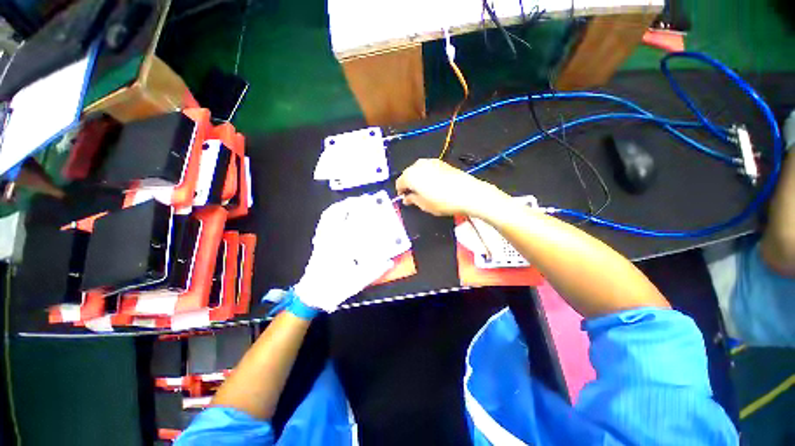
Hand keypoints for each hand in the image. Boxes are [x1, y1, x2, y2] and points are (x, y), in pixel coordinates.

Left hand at [293, 197, 393, 312]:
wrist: (313, 294)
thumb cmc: (335, 287)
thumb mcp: (358, 281)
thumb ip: (375, 271)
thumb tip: (389, 261)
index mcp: (341, 246)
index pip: (353, 223)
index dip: (362, 211)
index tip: (370, 204)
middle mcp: (331, 238)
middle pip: (338, 214)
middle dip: (350, 204)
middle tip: (362, 200)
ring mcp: (322, 238)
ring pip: (328, 216)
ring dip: (340, 207)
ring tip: (350, 203)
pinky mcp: (318, 241)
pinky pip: (323, 223)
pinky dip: (330, 215)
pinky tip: (337, 214)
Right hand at [396, 159, 509, 218]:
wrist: (467, 192)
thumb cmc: (443, 201)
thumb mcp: (424, 205)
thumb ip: (412, 200)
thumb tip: (407, 198)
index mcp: (411, 175)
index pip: (399, 182)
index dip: (400, 191)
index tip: (404, 198)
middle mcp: (418, 165)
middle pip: (408, 174)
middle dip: (409, 183)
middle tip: (414, 195)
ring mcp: (431, 162)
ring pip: (418, 170)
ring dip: (417, 178)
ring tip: (424, 190)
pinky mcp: (441, 162)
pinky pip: (428, 168)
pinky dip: (427, 175)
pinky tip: (434, 184)